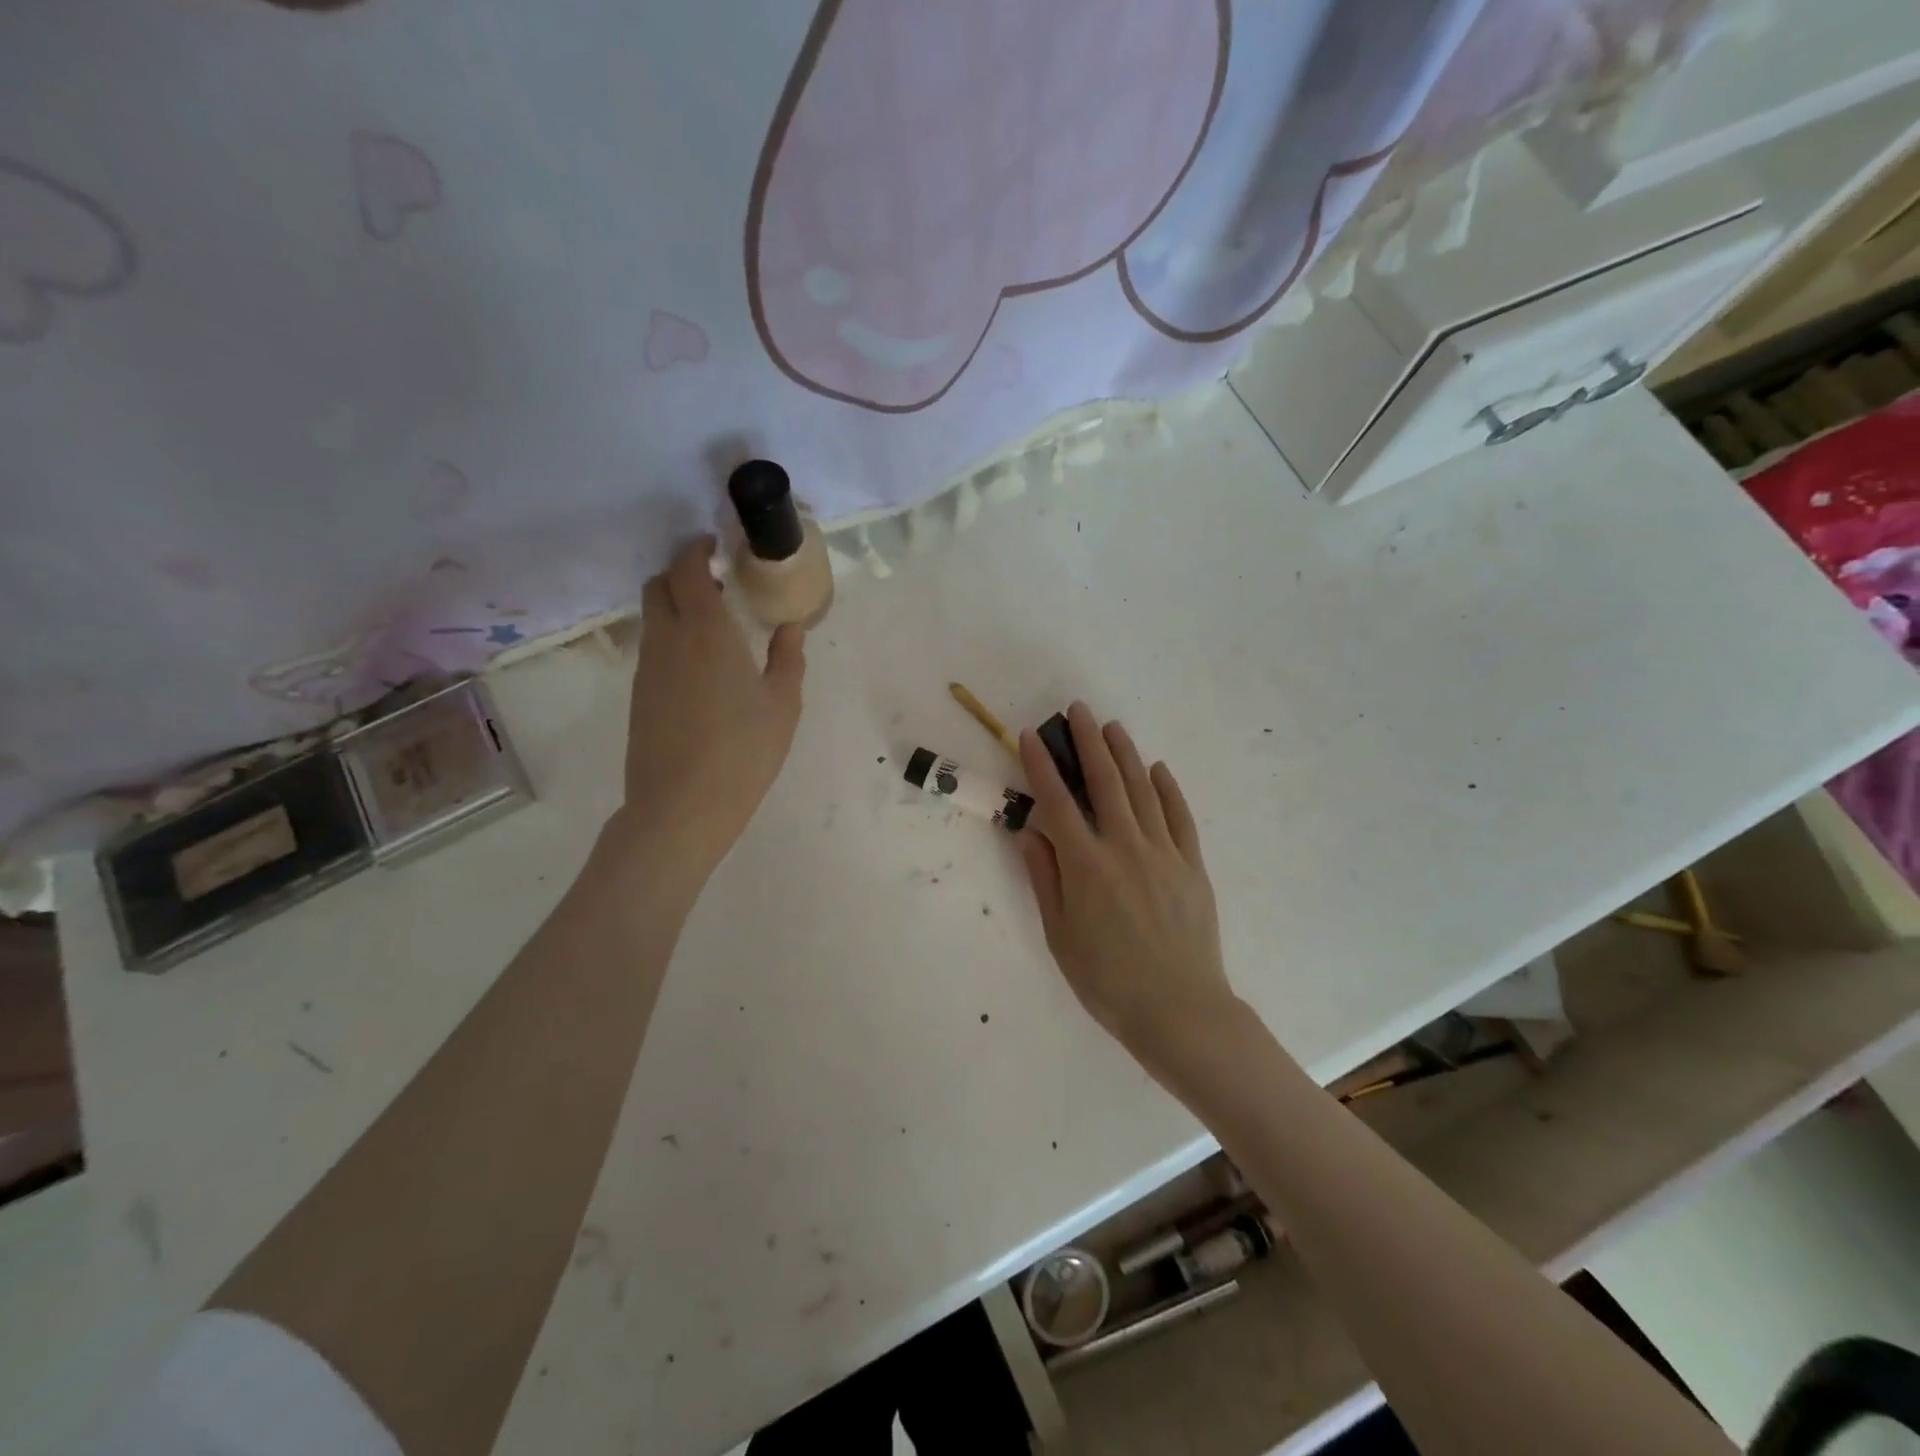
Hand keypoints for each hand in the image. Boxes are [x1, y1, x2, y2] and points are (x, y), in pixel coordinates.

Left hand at [613, 537, 805, 880]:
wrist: (681, 807)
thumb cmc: (743, 751)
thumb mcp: (783, 704)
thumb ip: (788, 658)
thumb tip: (789, 627)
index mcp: (707, 631)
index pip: (688, 569)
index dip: (698, 551)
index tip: (717, 549)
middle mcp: (668, 639)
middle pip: (659, 585)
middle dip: (682, 574)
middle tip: (717, 586)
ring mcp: (647, 668)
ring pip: (652, 618)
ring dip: (676, 608)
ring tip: (714, 628)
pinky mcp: (638, 695)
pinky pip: (652, 648)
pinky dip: (671, 639)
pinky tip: (700, 669)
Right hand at [1019, 703, 1236, 1065]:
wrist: (1179, 1010)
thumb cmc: (1107, 980)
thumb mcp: (1060, 935)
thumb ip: (1045, 878)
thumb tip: (1031, 832)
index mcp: (1086, 865)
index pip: (1057, 802)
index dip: (1042, 765)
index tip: (1032, 735)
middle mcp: (1124, 847)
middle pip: (1104, 782)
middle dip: (1088, 741)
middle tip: (1078, 710)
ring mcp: (1163, 853)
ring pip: (1142, 790)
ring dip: (1126, 754)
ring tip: (1112, 727)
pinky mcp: (1192, 865)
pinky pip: (1179, 816)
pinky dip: (1168, 788)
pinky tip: (1158, 768)